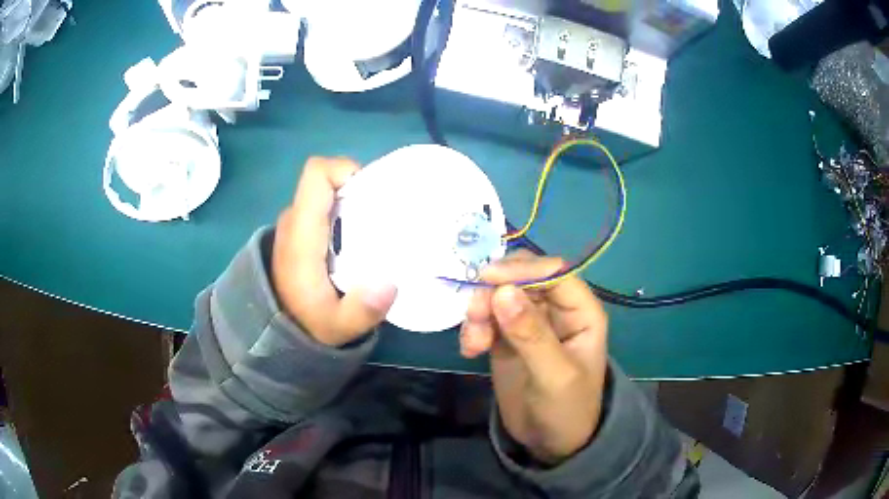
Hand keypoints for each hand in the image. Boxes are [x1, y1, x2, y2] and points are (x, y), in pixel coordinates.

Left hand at [272, 157, 396, 346]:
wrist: (274, 330)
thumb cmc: (305, 323)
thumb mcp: (338, 327)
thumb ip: (362, 310)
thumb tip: (389, 283)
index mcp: (301, 234)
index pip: (317, 174)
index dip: (346, 170)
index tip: (372, 194)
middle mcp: (295, 221)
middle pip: (327, 181)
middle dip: (359, 190)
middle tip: (386, 218)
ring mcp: (295, 226)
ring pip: (327, 195)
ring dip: (353, 203)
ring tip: (377, 231)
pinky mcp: (299, 234)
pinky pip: (324, 209)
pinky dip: (345, 215)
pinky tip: (360, 242)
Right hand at [460, 251, 608, 463]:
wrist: (550, 442)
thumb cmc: (566, 409)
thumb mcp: (554, 375)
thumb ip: (531, 334)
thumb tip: (502, 291)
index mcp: (580, 311)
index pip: (553, 272)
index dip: (522, 269)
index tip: (486, 278)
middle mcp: (555, 309)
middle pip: (521, 278)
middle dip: (494, 291)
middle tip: (475, 315)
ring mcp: (529, 322)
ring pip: (498, 295)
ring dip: (479, 312)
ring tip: (473, 345)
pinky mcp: (506, 337)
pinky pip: (486, 318)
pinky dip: (473, 328)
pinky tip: (470, 351)